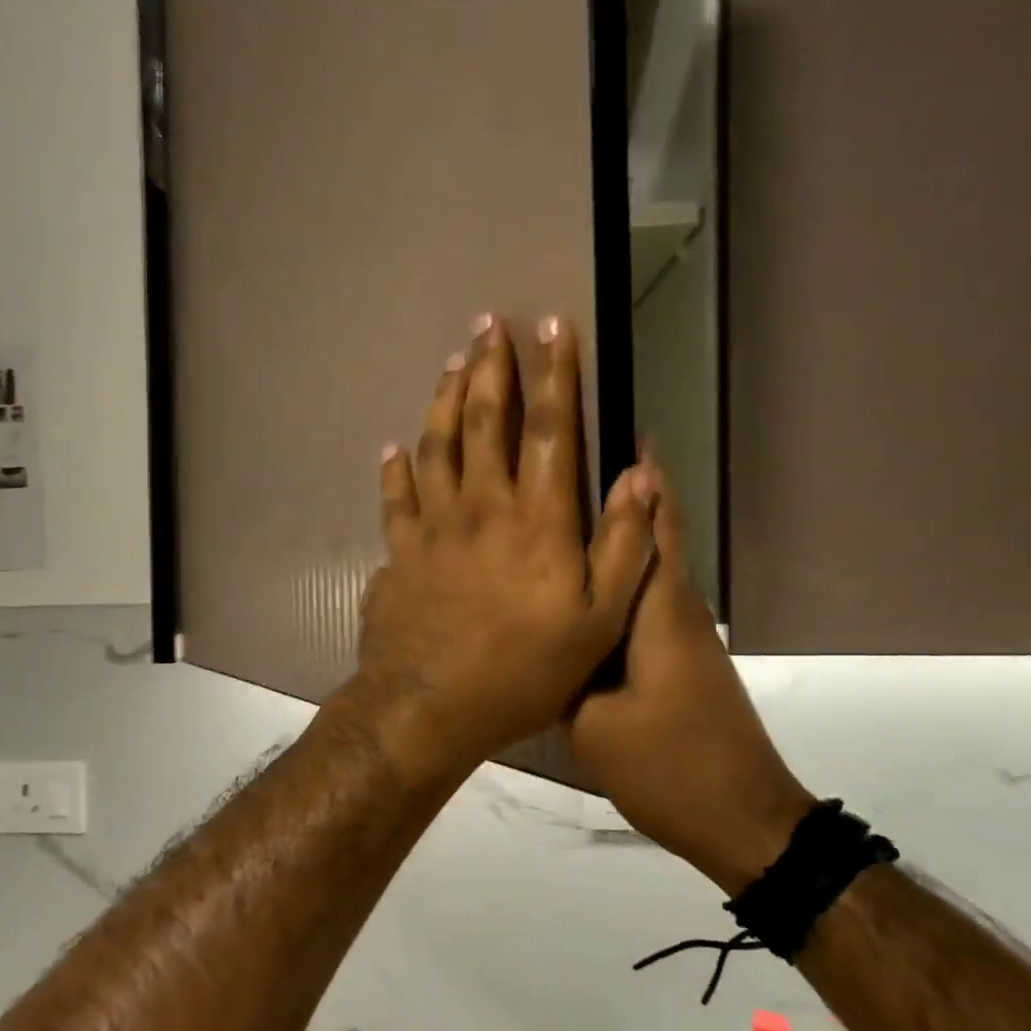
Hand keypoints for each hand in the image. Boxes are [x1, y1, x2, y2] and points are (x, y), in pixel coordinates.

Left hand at [342, 315, 659, 782]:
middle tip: (489, 323)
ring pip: (437, 446)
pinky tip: (392, 447)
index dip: (555, 374)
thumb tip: (639, 475)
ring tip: (452, 363)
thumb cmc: (522, 671)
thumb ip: (622, 547)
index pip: (549, 429)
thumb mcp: (597, 623)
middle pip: (486, 422)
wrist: (429, 706)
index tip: (553, 326)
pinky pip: (395, 498)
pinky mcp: (399, 551)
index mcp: (537, 520)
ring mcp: (433, 527)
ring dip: (445, 400)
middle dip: (492, 368)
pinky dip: (394, 469)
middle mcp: (482, 507)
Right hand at [567, 458, 813, 891]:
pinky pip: (636, 602)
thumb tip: (537, 630)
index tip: (617, 430)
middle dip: (617, 493)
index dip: (641, 476)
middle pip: (648, 534)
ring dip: (610, 535)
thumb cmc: (670, 767)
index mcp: (658, 612)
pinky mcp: (673, 658)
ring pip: (640, 568)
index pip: (654, 524)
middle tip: (560, 466)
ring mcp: (678, 635)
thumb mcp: (593, 723)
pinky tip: (570, 586)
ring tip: (553, 513)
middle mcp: (674, 610)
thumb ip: (561, 668)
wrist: (740, 821)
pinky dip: (609, 580)